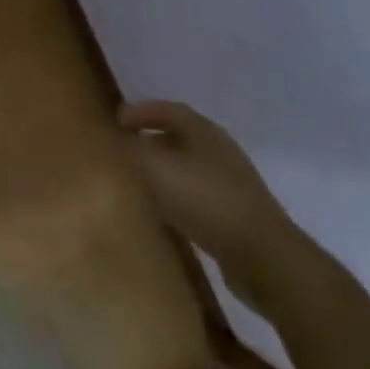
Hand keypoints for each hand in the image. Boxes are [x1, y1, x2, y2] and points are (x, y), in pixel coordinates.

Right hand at [119, 101, 309, 306]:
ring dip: (162, 172)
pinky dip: (176, 199)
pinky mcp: (236, 218)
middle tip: (121, 152)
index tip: (114, 122)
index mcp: (202, 130)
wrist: (266, 259)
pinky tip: (163, 215)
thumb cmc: (206, 200)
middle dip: (148, 141)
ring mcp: (231, 185)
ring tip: (137, 183)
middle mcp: (218, 151)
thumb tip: (103, 139)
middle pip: (177, 137)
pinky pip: (197, 198)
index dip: (139, 112)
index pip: (166, 109)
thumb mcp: (154, 168)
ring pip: (186, 169)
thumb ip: (125, 150)